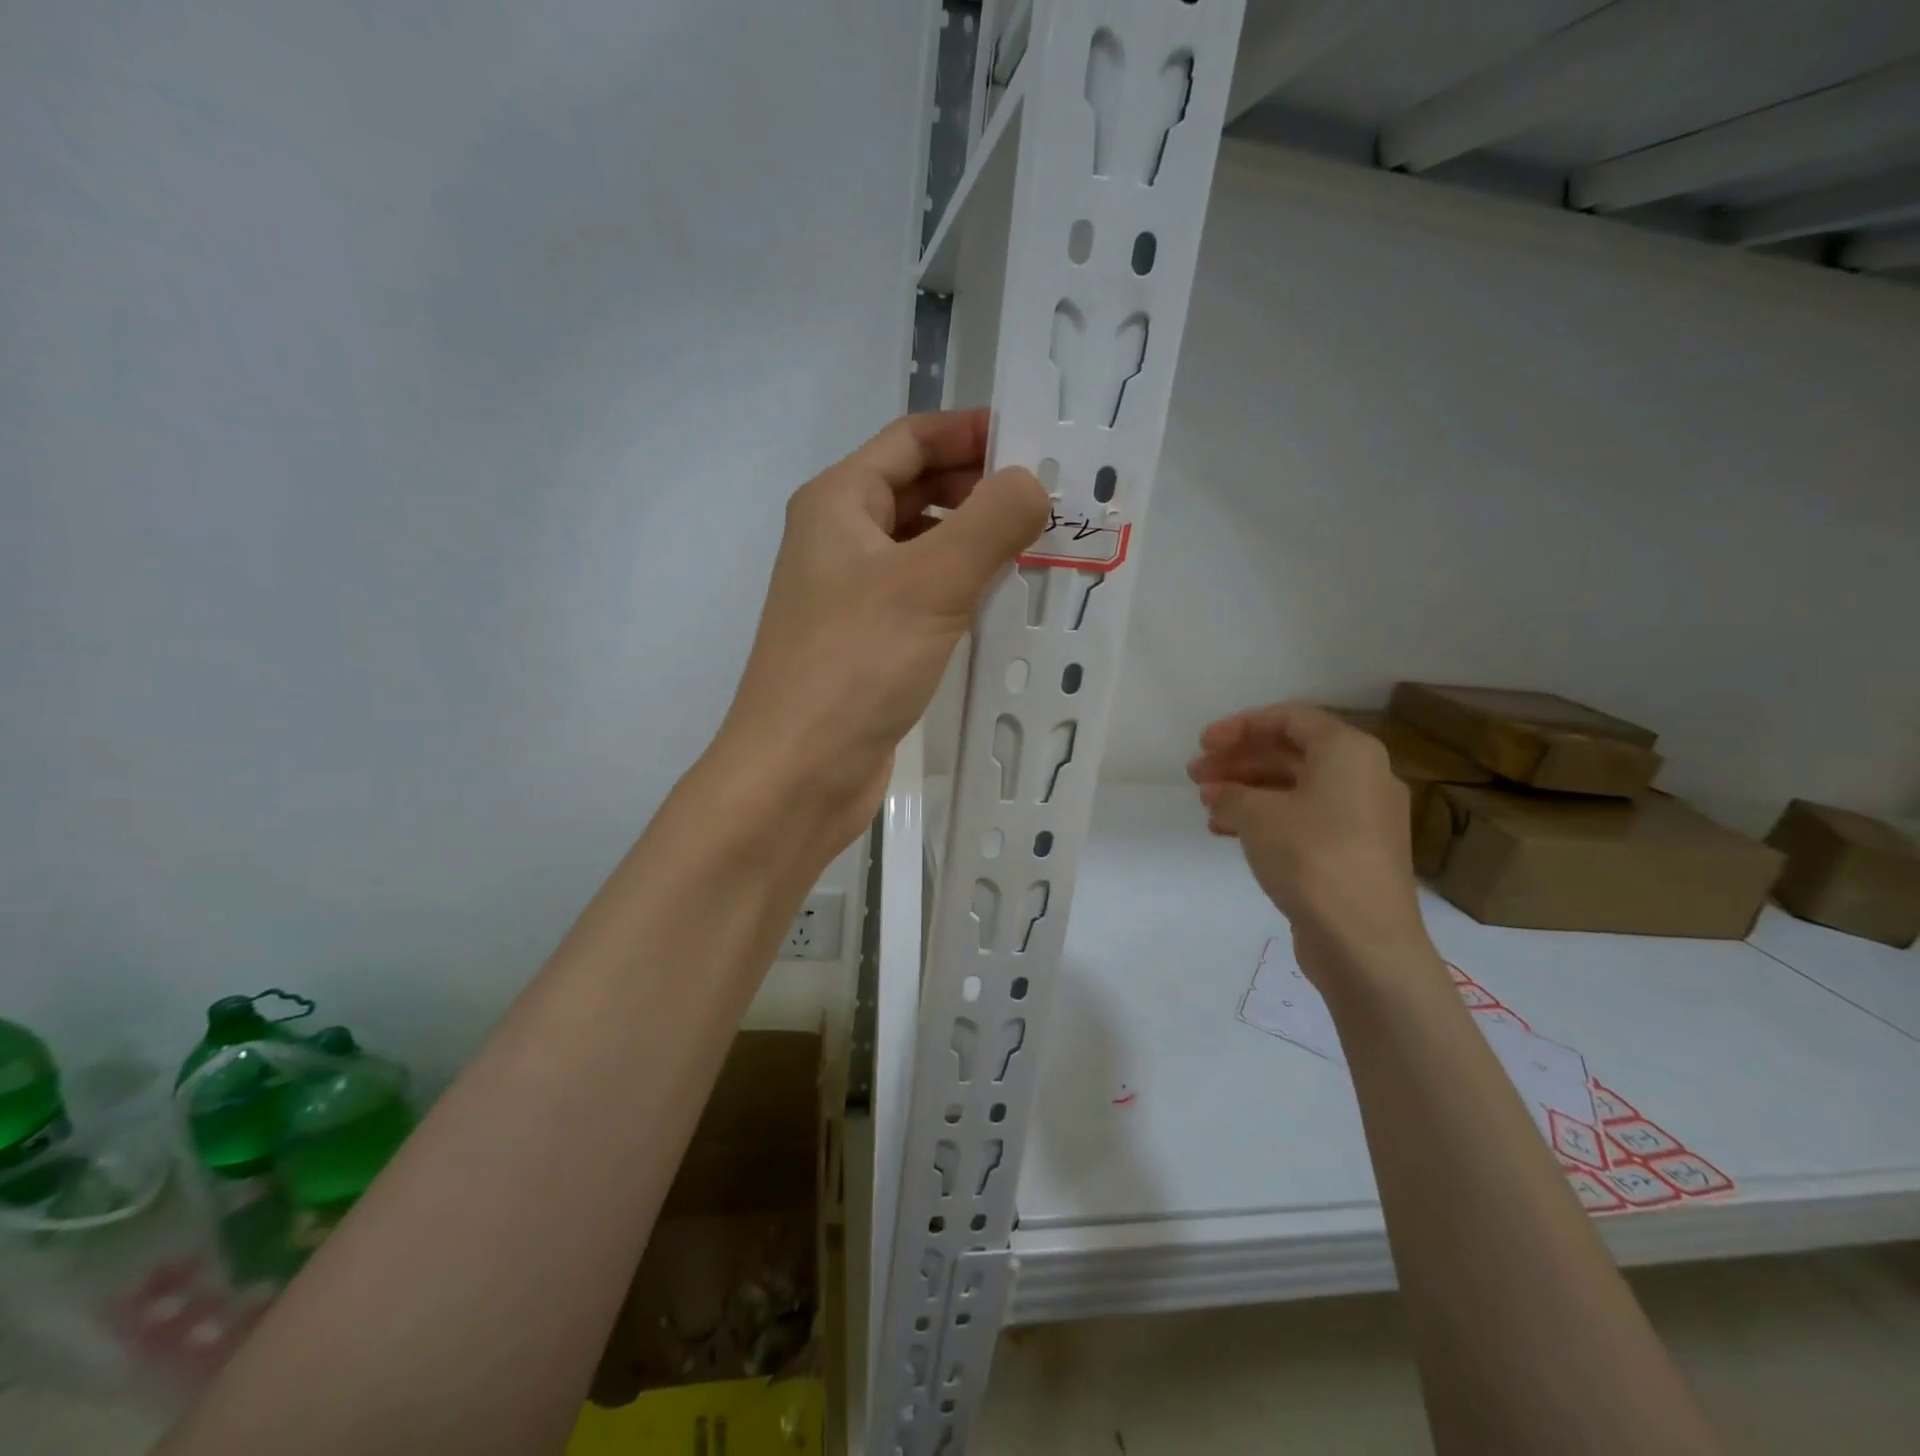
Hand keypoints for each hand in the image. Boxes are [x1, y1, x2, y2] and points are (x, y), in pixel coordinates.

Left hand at [713, 409, 1047, 858]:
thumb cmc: (854, 665)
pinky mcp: (868, 644)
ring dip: (975, 543)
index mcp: (837, 503)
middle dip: (980, 489)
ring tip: (1040, 550)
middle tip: (1050, 503)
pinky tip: (1003, 606)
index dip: (971, 431)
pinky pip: (922, 597)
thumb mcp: (930, 583)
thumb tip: (1032, 483)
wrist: (796, 774)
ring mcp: (851, 596)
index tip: (1036, 443)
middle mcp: (839, 541)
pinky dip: (961, 590)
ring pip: (923, 547)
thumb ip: (989, 523)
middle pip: (916, 490)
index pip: (911, 439)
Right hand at [1187, 703, 1439, 994]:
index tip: (1203, 743)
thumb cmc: (1312, 858)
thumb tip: (1219, 793)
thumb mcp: (1258, 816)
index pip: (1289, 718)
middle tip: (1195, 775)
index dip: (1240, 725)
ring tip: (1206, 805)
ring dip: (1246, 790)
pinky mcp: (1352, 851)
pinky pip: (1302, 818)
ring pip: (1294, 788)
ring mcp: (1361, 817)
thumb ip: (1231, 793)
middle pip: (1290, 752)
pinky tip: (1226, 832)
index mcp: (1348, 752)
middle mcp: (1362, 776)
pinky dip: (1264, 819)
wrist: (1364, 941)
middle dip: (1238, 760)